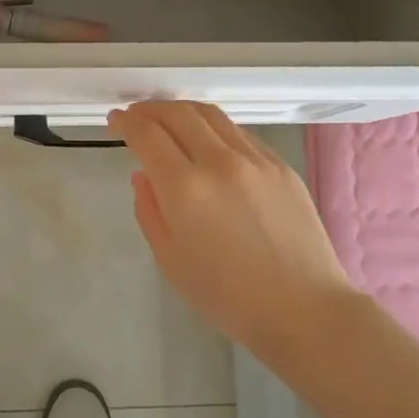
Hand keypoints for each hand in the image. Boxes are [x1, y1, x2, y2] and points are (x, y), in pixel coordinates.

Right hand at [108, 101, 352, 356]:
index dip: (126, 122)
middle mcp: (219, 162)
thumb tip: (143, 174)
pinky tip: (209, 140)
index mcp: (185, 188)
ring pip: (211, 115)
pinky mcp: (280, 165)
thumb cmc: (228, 296)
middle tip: (136, 114)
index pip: (147, 135)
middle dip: (150, 108)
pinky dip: (214, 128)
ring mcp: (254, 159)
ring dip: (182, 110)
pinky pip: (239, 133)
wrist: (303, 308)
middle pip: (178, 113)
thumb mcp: (171, 261)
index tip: (115, 120)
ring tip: (168, 117)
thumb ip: (149, 210)